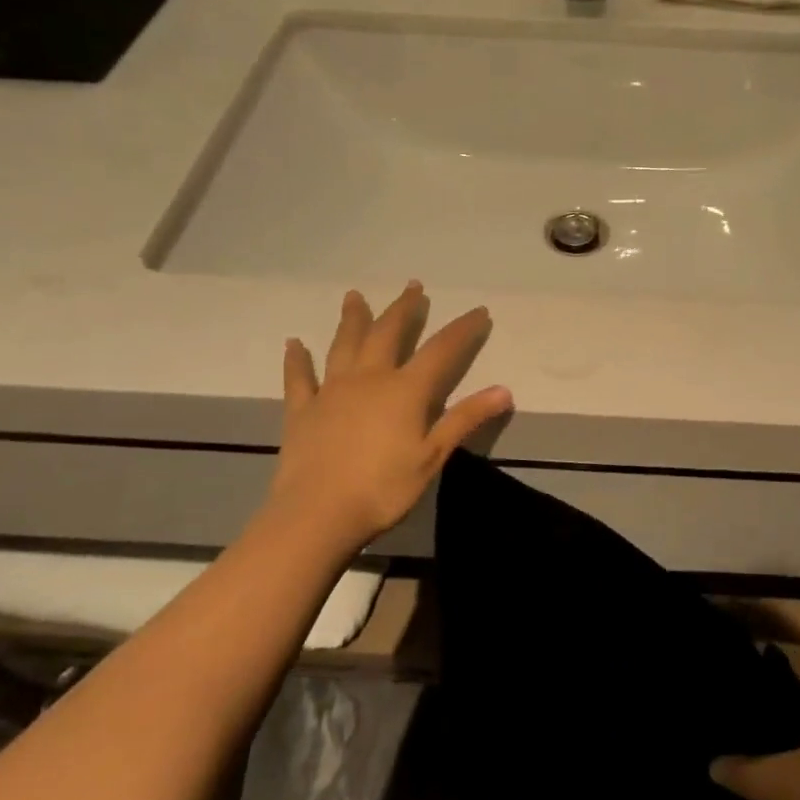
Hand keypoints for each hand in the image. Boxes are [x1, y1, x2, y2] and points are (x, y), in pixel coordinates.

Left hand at [265, 281, 511, 553]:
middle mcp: (369, 378)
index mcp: (405, 390)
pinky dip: (296, 359)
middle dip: (404, 309)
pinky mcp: (303, 410)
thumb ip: (466, 419)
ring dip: (353, 318)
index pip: (442, 350)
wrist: (317, 514)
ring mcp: (332, 390)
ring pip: (344, 344)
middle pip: (388, 333)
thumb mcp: (433, 456)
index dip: (463, 329)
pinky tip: (294, 344)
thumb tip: (505, 390)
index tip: (479, 311)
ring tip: (354, 296)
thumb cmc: (383, 488)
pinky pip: (299, 377)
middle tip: (413, 286)